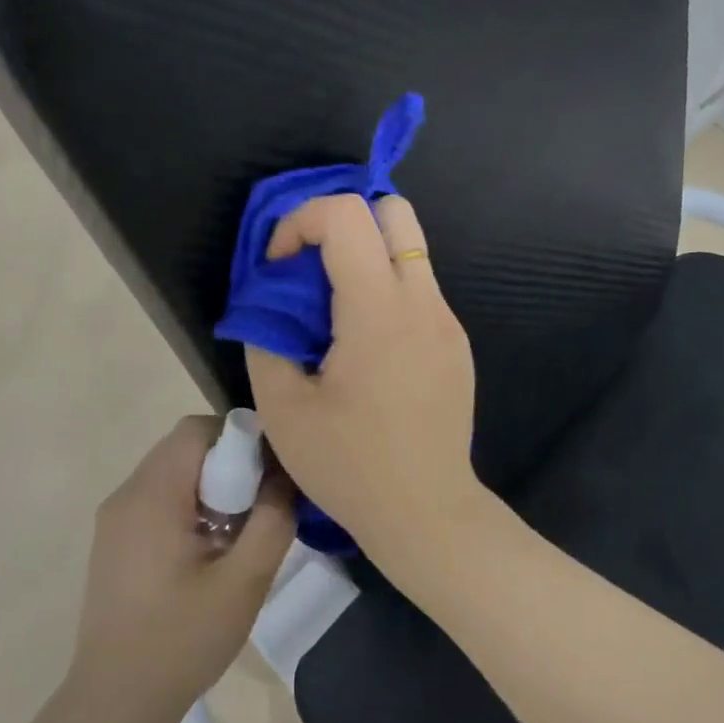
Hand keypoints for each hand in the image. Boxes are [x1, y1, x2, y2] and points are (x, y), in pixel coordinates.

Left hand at [70, 416, 294, 722]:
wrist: (116, 701)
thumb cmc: (182, 640)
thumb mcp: (244, 581)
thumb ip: (273, 519)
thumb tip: (285, 477)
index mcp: (152, 495)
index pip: (197, 430)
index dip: (241, 439)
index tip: (270, 475)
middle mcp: (127, 494)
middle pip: (185, 448)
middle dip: (230, 466)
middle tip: (258, 508)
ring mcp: (115, 518)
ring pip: (173, 474)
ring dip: (212, 488)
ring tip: (237, 533)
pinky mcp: (115, 541)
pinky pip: (159, 500)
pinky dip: (190, 507)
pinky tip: (208, 553)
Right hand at [245, 195, 479, 556]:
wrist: (427, 512)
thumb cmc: (350, 465)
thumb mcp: (283, 409)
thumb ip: (266, 340)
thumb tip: (268, 309)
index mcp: (378, 310)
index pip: (346, 215)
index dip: (300, 222)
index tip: (280, 269)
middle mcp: (423, 301)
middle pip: (394, 210)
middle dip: (343, 221)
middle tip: (311, 268)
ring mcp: (448, 321)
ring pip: (411, 249)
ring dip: (366, 257)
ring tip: (335, 312)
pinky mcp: (457, 344)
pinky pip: (421, 291)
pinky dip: (387, 291)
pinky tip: (368, 349)